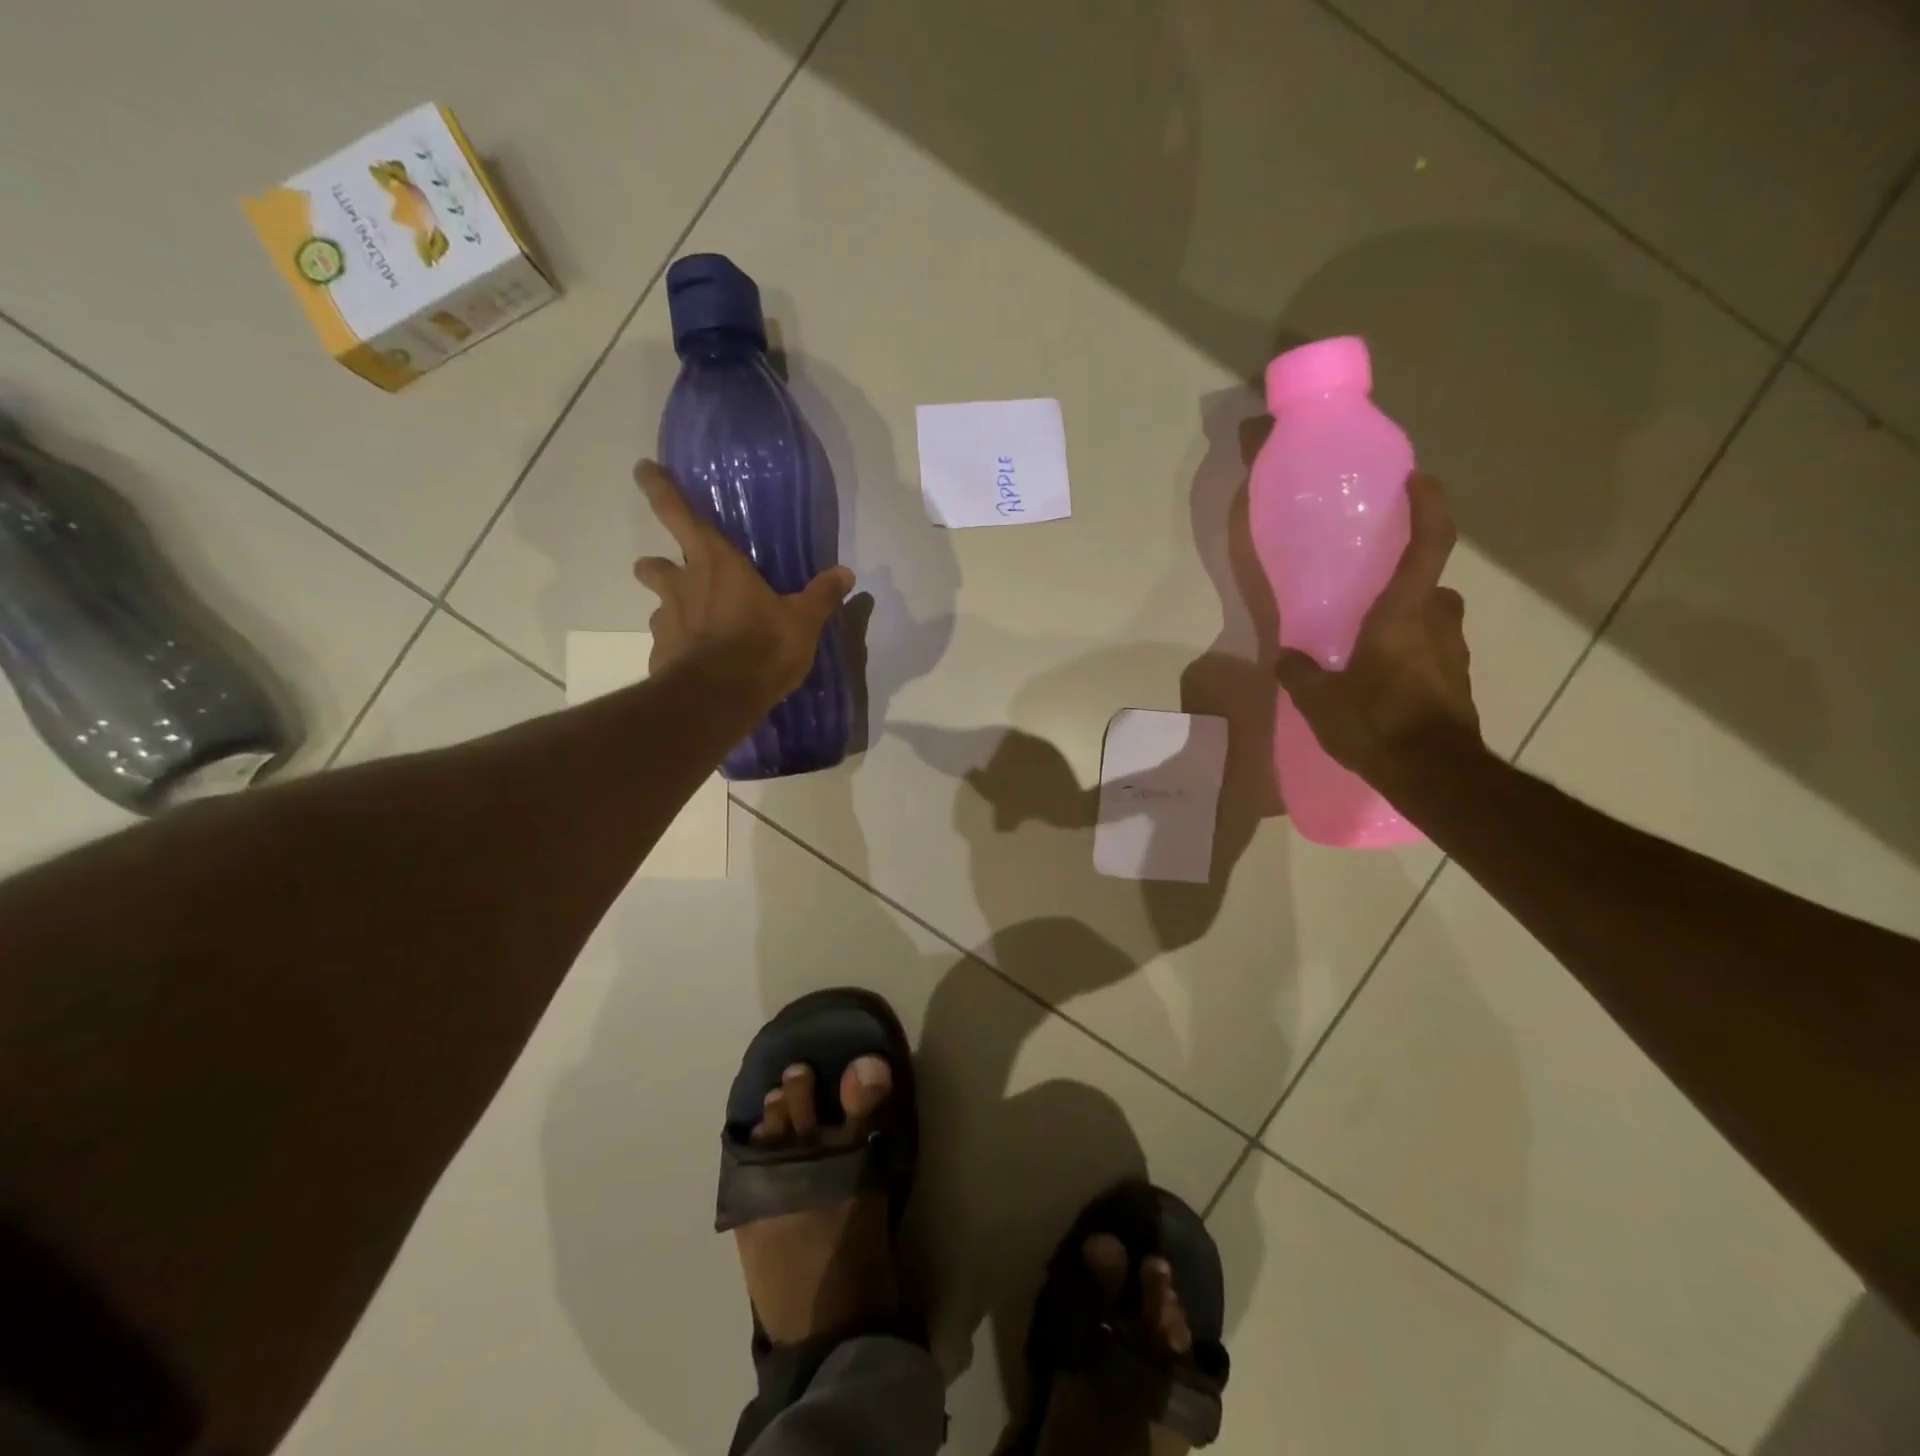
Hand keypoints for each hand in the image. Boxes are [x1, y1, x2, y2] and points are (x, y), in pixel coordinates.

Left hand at [632, 460, 853, 711]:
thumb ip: (821, 596)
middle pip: (653, 564)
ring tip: (694, 626)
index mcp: (716, 563)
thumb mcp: (802, 622)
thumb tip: (846, 573)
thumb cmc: (761, 647)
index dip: (660, 488)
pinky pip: (667, 643)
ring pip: (657, 604)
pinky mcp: (660, 655)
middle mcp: (682, 585)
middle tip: (674, 574)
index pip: (679, 513)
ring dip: (671, 609)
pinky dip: (678, 648)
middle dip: (658, 565)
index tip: (644, 470)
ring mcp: (666, 621)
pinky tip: (697, 663)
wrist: (718, 699)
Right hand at [1275, 472, 1483, 785]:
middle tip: (1374, 601)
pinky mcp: (1458, 685)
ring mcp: (1454, 656)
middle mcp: (1438, 625)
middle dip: (1410, 590)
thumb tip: (1285, 659)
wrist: (1434, 775)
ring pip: (1436, 625)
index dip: (1429, 507)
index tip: (1419, 480)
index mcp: (1404, 615)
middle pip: (1433, 590)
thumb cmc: (1376, 723)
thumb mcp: (1321, 701)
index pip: (1429, 545)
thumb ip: (1300, 673)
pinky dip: (1415, 661)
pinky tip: (1385, 687)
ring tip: (1372, 651)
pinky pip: (1435, 657)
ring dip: (1412, 628)